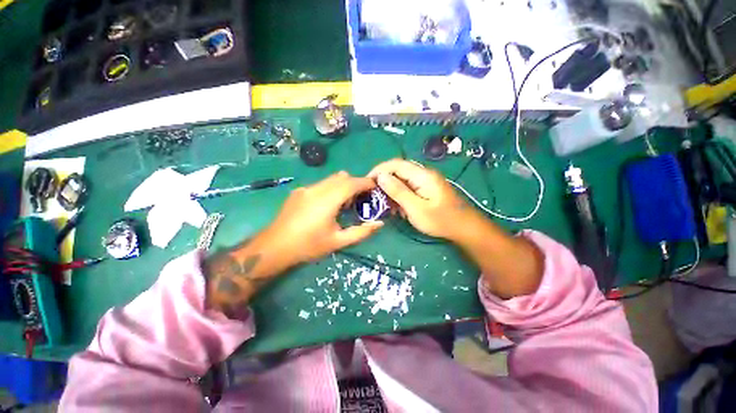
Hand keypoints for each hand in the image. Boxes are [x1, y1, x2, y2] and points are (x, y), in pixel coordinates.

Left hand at [265, 171, 383, 264]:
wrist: (274, 247)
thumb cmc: (309, 246)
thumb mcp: (338, 241)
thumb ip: (361, 232)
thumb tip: (379, 223)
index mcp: (327, 201)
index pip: (351, 183)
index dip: (365, 182)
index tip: (375, 187)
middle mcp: (317, 189)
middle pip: (342, 177)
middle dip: (355, 183)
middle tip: (360, 198)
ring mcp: (306, 189)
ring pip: (330, 179)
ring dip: (342, 185)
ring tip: (344, 203)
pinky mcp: (299, 191)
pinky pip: (320, 184)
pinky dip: (330, 189)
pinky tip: (326, 205)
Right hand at [368, 159, 475, 239]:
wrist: (464, 228)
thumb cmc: (441, 220)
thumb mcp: (416, 208)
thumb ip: (398, 191)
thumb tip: (381, 176)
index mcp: (422, 175)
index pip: (396, 164)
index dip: (379, 170)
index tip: (367, 182)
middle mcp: (423, 174)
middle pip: (398, 171)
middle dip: (384, 182)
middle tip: (374, 196)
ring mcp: (426, 181)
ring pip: (402, 180)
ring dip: (392, 191)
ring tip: (385, 205)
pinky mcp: (426, 189)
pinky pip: (409, 188)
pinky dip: (400, 196)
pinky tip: (398, 208)